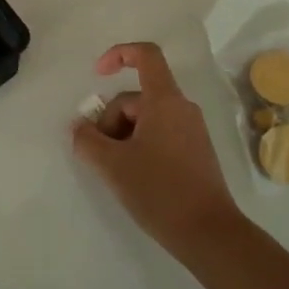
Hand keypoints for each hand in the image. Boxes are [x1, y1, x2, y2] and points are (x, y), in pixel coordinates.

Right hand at [72, 42, 238, 255]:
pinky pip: (161, 134)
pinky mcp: (196, 152)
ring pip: (147, 118)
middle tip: (99, 154)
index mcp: (164, 100)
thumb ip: (87, 140)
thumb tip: (79, 127)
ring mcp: (192, 130)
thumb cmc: (159, 190)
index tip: (98, 75)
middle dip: (111, 119)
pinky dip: (140, 146)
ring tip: (115, 170)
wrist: (209, 234)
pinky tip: (134, 177)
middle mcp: (181, 108)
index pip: (146, 55)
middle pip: (137, 97)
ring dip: (124, 135)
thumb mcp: (112, 165)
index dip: (119, 54)